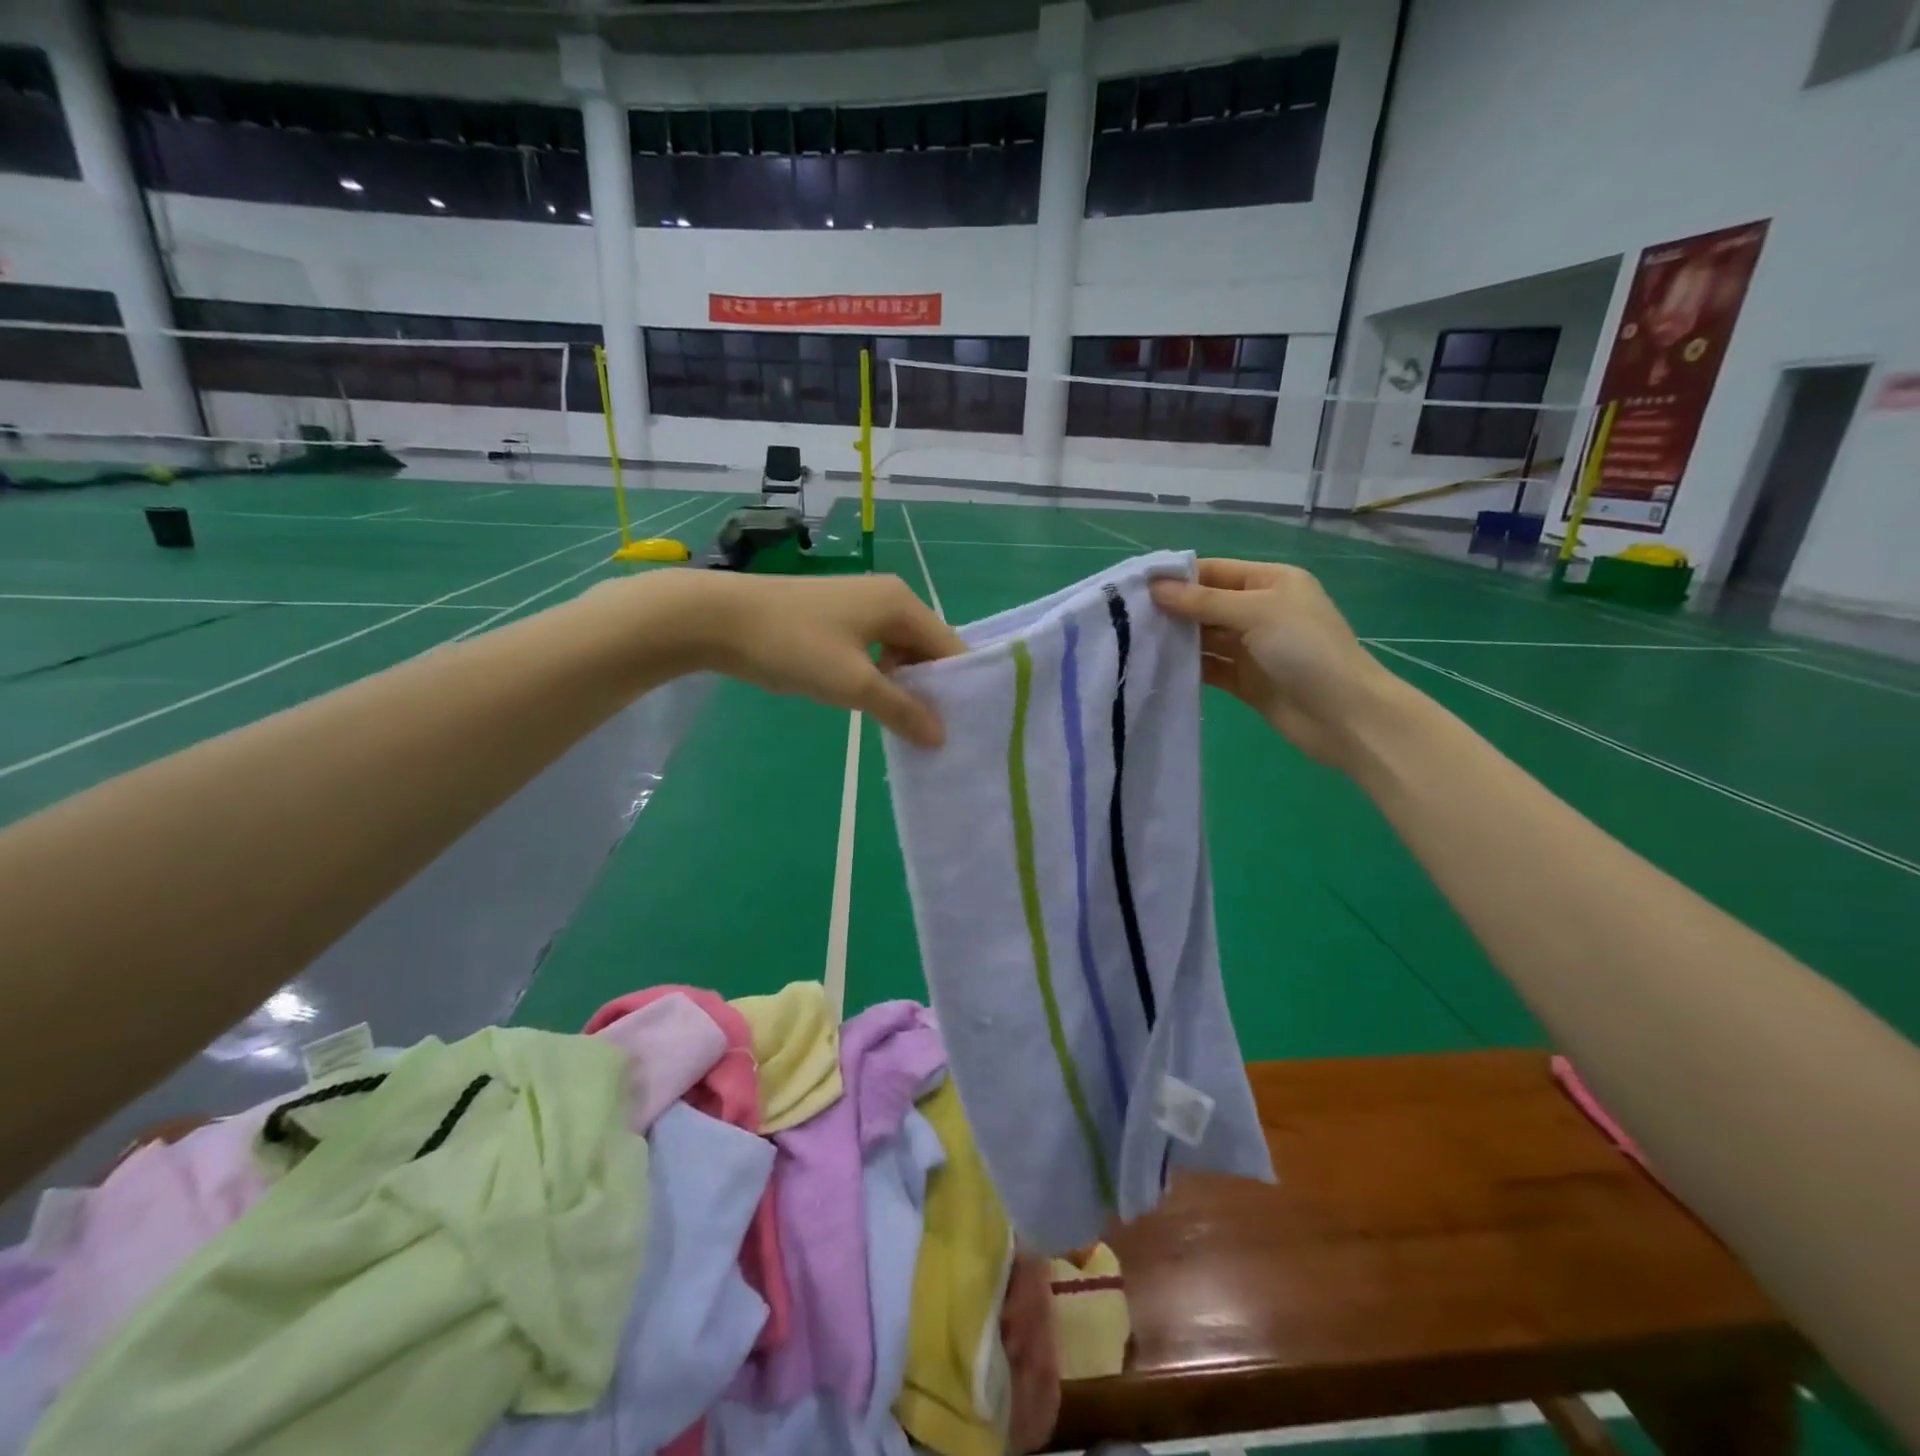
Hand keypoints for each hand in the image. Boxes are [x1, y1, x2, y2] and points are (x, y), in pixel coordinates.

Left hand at [664, 571, 964, 745]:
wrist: (718, 619)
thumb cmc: (793, 645)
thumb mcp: (853, 683)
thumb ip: (902, 710)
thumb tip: (942, 737)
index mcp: (901, 603)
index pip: (950, 647)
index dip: (959, 687)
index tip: (963, 728)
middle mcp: (888, 597)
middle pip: (927, 648)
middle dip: (931, 689)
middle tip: (935, 733)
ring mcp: (860, 605)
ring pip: (899, 651)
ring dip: (904, 686)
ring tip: (906, 724)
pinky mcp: (837, 618)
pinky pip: (875, 650)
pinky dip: (880, 676)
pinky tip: (872, 702)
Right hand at [1151, 559, 1398, 767]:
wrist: (1343, 715)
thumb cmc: (1306, 650)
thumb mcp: (1257, 612)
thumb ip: (1204, 602)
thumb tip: (1156, 589)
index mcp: (1270, 582)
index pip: (1215, 571)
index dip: (1178, 577)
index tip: (1136, 587)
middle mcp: (1259, 611)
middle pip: (1206, 604)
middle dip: (1172, 610)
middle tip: (1126, 618)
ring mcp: (1252, 648)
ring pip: (1205, 638)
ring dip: (1176, 640)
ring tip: (1134, 642)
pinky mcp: (1245, 680)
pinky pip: (1209, 668)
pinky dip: (1188, 667)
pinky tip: (1157, 668)